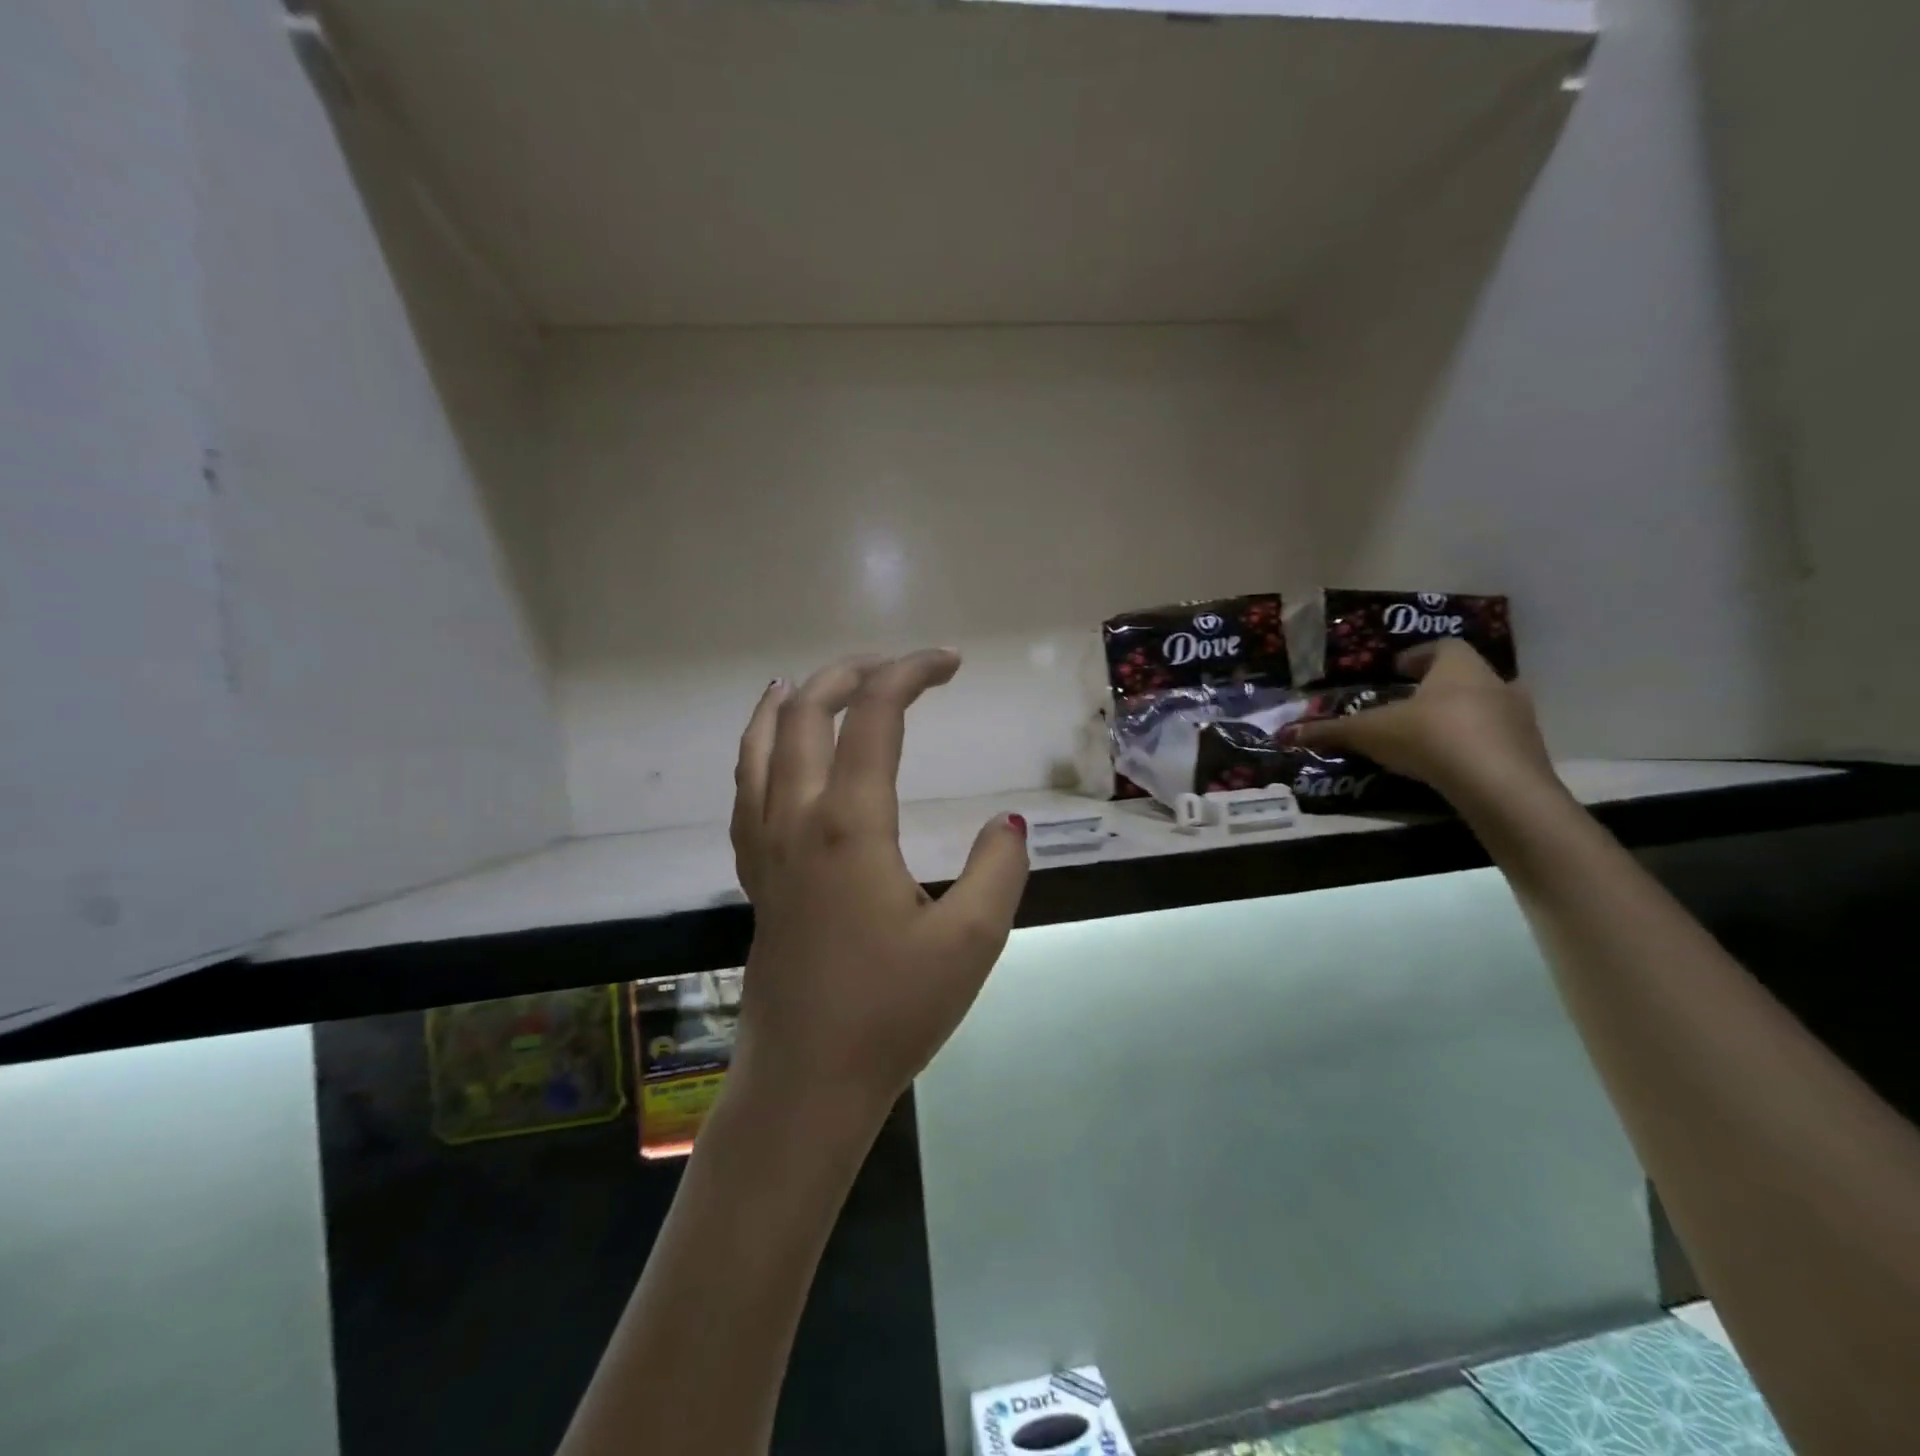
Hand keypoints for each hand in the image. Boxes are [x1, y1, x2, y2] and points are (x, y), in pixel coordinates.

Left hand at [728, 649, 1029, 1124]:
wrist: (806, 1083)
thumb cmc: (891, 1013)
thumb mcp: (971, 941)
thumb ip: (998, 869)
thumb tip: (1009, 824)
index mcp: (850, 825)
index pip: (874, 717)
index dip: (911, 673)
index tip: (950, 663)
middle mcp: (797, 821)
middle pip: (806, 715)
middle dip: (851, 673)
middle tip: (897, 667)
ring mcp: (766, 848)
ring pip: (759, 747)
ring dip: (790, 703)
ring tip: (810, 682)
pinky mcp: (756, 877)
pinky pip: (745, 790)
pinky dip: (757, 750)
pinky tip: (771, 756)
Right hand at [1287, 639, 1559, 809]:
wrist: (1499, 785)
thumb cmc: (1430, 738)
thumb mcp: (1370, 733)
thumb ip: (1331, 731)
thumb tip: (1285, 733)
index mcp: (1459, 667)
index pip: (1442, 646)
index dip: (1417, 655)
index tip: (1396, 669)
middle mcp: (1495, 683)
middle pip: (1465, 676)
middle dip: (1437, 687)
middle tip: (1408, 703)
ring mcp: (1518, 718)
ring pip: (1485, 707)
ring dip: (1459, 715)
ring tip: (1426, 736)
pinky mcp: (1529, 752)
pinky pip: (1496, 740)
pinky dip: (1474, 745)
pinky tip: (1450, 763)